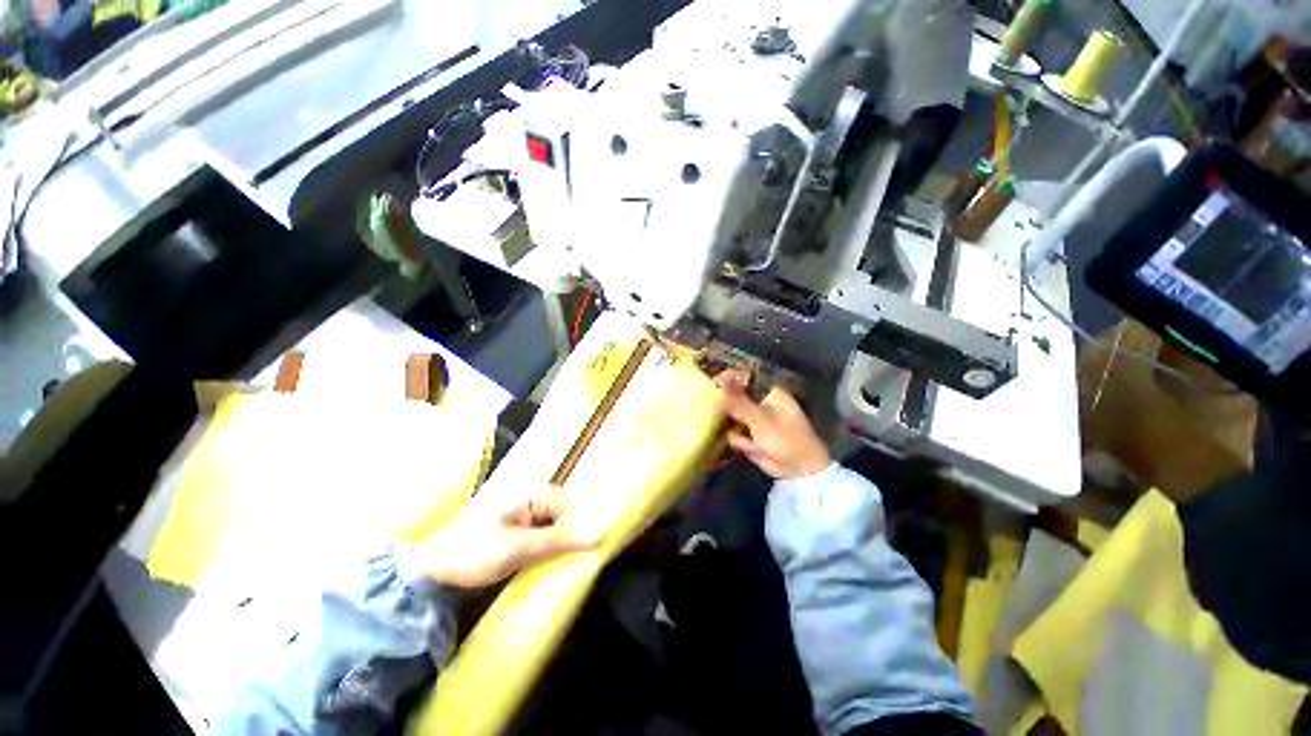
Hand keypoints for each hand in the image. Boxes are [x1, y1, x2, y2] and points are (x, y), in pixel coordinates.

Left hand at [415, 487, 601, 587]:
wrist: (433, 573)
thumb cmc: (475, 552)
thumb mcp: (520, 547)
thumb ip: (561, 540)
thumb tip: (602, 535)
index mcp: (532, 493)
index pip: (571, 504)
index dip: (584, 523)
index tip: (597, 545)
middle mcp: (531, 499)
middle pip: (565, 514)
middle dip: (574, 534)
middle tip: (582, 558)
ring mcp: (525, 516)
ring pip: (556, 527)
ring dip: (562, 544)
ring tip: (569, 563)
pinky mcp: (519, 532)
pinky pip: (545, 536)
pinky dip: (550, 549)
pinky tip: (553, 564)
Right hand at [716, 369, 830, 479]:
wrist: (800, 470)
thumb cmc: (786, 439)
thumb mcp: (761, 420)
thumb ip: (738, 403)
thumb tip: (719, 385)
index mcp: (768, 392)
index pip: (743, 379)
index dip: (728, 379)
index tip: (713, 383)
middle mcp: (760, 403)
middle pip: (734, 397)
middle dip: (725, 405)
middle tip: (714, 410)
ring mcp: (753, 420)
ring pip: (731, 416)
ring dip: (732, 425)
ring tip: (744, 436)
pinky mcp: (749, 437)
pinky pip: (735, 434)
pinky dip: (739, 441)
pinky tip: (751, 448)